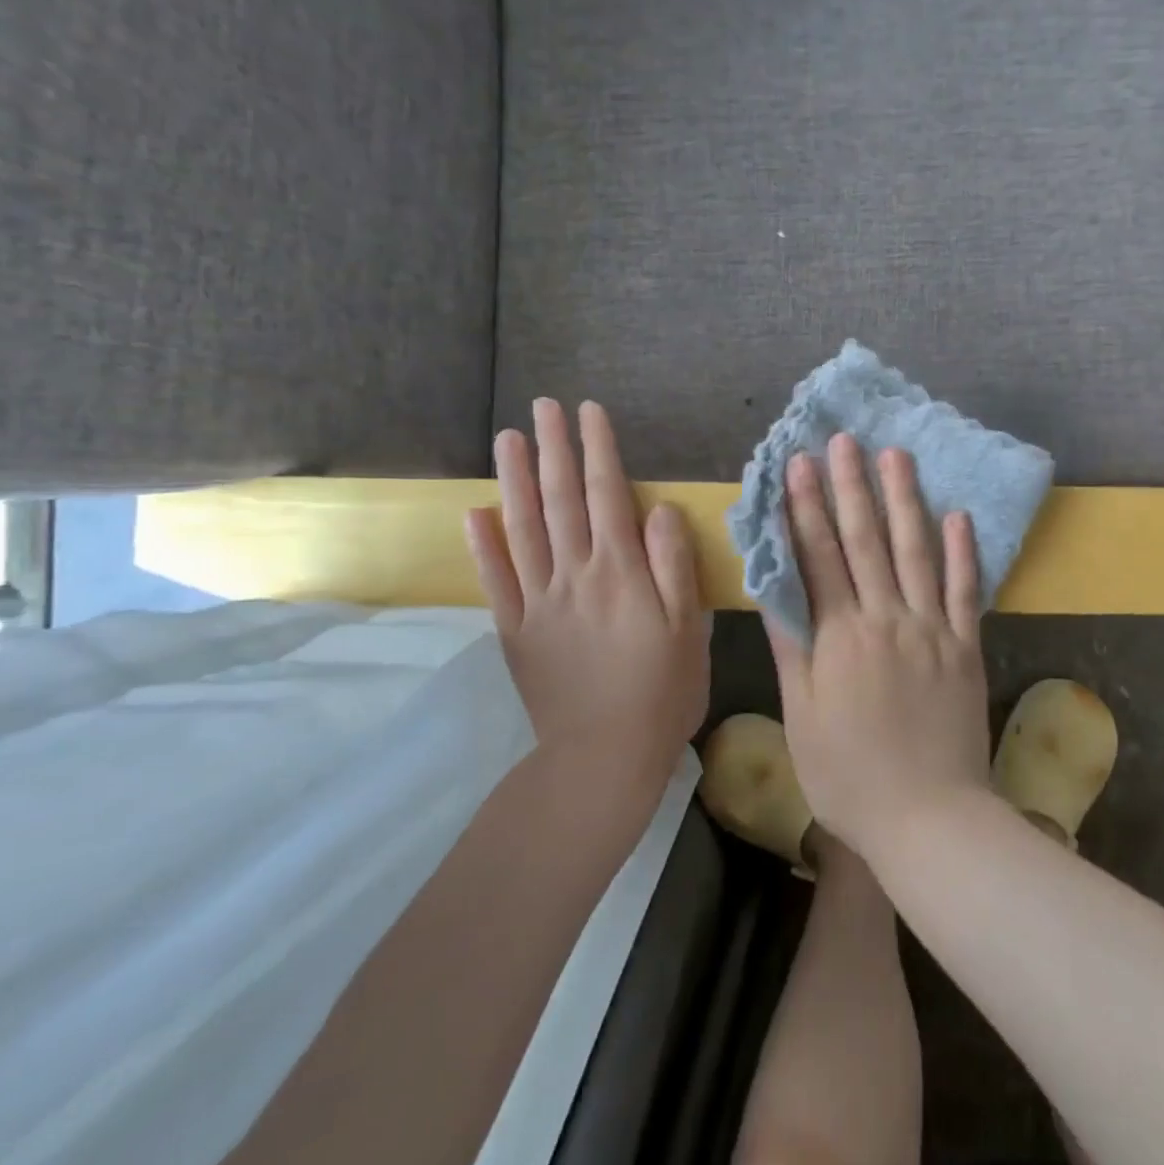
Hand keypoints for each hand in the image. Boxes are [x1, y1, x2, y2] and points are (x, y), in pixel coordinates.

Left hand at [466, 399, 708, 782]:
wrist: (604, 757)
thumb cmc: (662, 690)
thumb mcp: (688, 627)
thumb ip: (673, 563)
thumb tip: (658, 508)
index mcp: (621, 572)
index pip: (607, 495)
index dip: (598, 450)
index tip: (589, 412)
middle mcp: (575, 575)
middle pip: (561, 500)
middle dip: (554, 449)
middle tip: (543, 407)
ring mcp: (539, 602)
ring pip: (523, 529)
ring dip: (515, 481)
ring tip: (508, 439)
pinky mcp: (516, 631)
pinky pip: (496, 581)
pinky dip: (483, 545)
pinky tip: (475, 512)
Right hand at [766, 435, 992, 863]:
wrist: (929, 818)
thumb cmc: (850, 775)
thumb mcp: (803, 717)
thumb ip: (793, 648)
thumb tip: (774, 590)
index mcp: (841, 636)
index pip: (819, 557)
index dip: (807, 507)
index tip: (800, 464)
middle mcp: (887, 619)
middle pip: (866, 541)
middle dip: (852, 486)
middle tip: (846, 440)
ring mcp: (932, 629)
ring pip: (917, 552)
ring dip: (905, 501)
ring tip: (897, 457)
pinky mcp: (967, 647)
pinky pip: (966, 591)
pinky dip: (963, 553)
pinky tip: (958, 516)